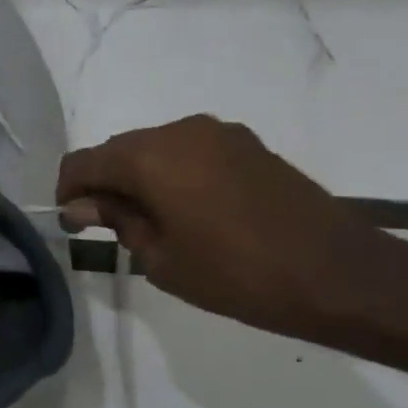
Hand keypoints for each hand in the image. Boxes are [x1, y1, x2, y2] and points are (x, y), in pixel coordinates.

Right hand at [56, 115, 392, 338]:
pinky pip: (189, 151)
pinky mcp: (247, 144)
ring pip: (154, 149)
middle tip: (110, 227)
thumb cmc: (236, 274)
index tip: (74, 223)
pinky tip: (189, 209)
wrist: (339, 275)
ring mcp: (218, 134)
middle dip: (104, 184)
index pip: (83, 162)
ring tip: (153, 221)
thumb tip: (83, 206)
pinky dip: (174, 173)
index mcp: (148, 158)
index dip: (69, 191)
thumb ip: (117, 221)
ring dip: (140, 178)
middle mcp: (178, 132)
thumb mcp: (160, 257)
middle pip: (117, 150)